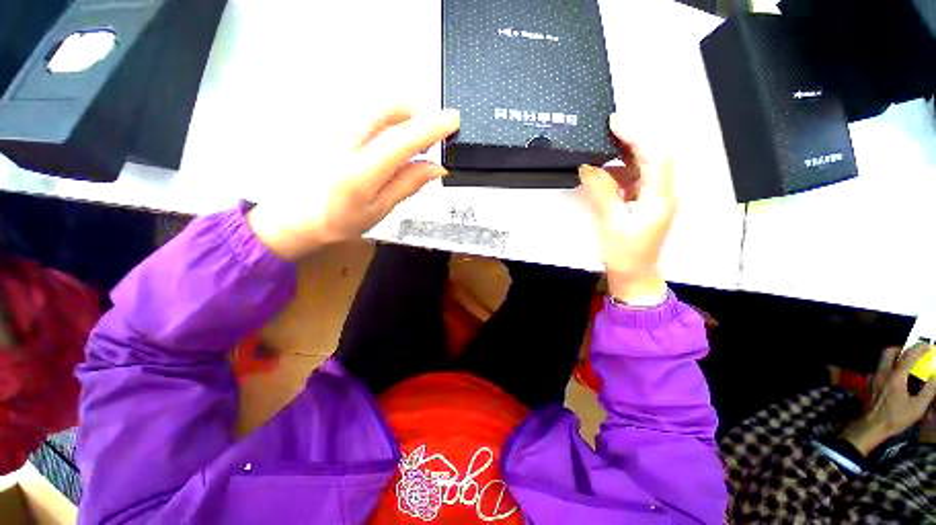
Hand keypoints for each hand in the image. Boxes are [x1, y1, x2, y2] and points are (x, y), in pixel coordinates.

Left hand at [248, 107, 460, 259]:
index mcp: (360, 171)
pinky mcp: (328, 121)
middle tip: (430, 136)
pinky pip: (367, 109)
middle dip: (418, 113)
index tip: (454, 120)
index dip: (431, 127)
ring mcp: (333, 126)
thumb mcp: (379, 210)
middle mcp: (345, 140)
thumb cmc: (338, 220)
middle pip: (389, 106)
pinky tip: (390, 138)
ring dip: (404, 115)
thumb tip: (437, 167)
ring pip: (378, 103)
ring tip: (412, 141)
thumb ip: (408, 185)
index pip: (402, 139)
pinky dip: (388, 117)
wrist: (293, 215)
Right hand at [578, 114, 674, 305]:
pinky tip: (604, 172)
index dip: (638, 136)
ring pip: (643, 167)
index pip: (656, 156)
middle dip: (632, 140)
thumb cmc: (624, 253)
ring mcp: (654, 197)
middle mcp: (662, 192)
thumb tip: (588, 166)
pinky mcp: (645, 202)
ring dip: (624, 155)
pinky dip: (620, 172)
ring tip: (602, 147)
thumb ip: (602, 192)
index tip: (615, 124)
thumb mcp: (610, 222)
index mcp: (659, 197)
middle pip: (653, 156)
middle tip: (607, 130)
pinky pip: (634, 179)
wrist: (634, 274)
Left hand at [840, 345, 935, 454]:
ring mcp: (872, 377)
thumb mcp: (917, 407)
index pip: (908, 356)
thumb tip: (934, 376)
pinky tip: (895, 374)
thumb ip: (928, 390)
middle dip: (901, 348)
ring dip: (894, 356)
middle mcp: (881, 373)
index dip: (919, 348)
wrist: (870, 426)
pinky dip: (888, 366)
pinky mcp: (868, 383)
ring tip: (906, 361)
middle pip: (888, 352)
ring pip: (881, 359)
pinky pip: (878, 368)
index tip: (928, 345)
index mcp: (895, 377)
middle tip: (913, 351)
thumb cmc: (895, 418)